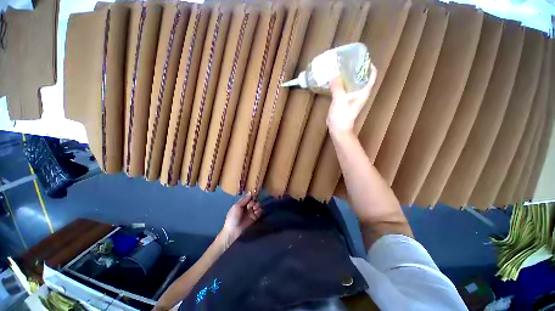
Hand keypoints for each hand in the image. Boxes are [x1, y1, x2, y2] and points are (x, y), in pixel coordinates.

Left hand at [220, 192, 261, 248]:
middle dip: (254, 202)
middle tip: (250, 207)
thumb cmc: (233, 217)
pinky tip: (256, 213)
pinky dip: (259, 211)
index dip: (252, 196)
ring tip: (254, 210)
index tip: (254, 196)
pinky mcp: (255, 218)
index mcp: (242, 203)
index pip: (249, 197)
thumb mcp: (237, 207)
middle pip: (254, 201)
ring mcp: (251, 212)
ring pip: (258, 205)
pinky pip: (260, 212)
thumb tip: (250, 192)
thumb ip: (244, 200)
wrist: (233, 231)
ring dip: (257, 206)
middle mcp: (247, 207)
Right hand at [326, 64, 376, 134]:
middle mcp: (360, 93)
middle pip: (361, 78)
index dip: (369, 66)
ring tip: (340, 67)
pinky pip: (344, 89)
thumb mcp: (340, 99)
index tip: (362, 58)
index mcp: (363, 92)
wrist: (338, 128)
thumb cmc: (342, 115)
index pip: (371, 75)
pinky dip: (341, 83)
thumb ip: (337, 86)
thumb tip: (333, 73)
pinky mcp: (344, 101)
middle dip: (356, 69)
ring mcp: (351, 97)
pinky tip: (334, 80)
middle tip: (348, 60)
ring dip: (347, 76)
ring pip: (352, 83)